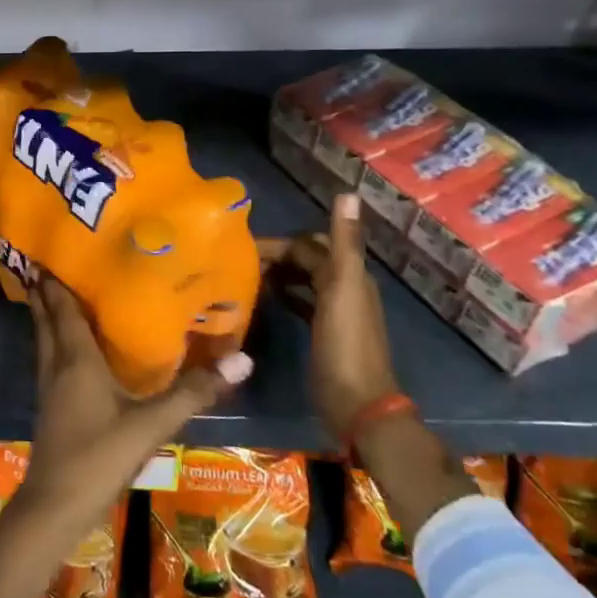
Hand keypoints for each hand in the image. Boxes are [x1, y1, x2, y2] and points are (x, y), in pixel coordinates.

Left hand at [21, 276, 251, 527]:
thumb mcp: (152, 424)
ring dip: (45, 313)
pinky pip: (47, 357)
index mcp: (76, 359)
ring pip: (43, 337)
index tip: (53, 250)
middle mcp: (56, 364)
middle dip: (45, 290)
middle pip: (46, 318)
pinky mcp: (49, 404)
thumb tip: (242, 358)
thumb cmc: (100, 456)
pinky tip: (67, 345)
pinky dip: (52, 339)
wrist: (57, 504)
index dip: (56, 280)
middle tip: (49, 260)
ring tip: (54, 291)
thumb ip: (193, 392)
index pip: (62, 308)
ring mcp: (48, 385)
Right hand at [259, 193, 397, 440]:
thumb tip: (348, 192)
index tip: (243, 248)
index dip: (280, 243)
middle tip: (240, 261)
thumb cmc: (344, 345)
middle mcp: (345, 288)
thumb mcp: (342, 288)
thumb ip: (343, 243)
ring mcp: (335, 313)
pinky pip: (302, 303)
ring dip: (280, 273)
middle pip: (308, 259)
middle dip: (279, 255)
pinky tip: (265, 299)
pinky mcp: (324, 334)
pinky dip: (285, 295)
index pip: (310, 244)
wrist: (357, 404)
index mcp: (350, 275)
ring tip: (246, 276)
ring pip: (304, 280)